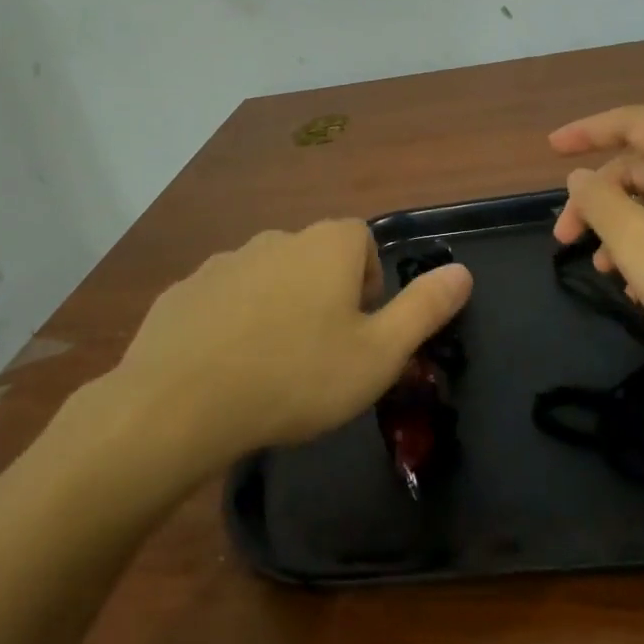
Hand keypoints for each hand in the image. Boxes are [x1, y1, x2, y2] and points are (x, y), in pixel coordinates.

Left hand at [100, 220, 472, 469]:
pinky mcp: (184, 290)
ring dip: (277, 308)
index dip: (368, 281)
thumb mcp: (379, 354)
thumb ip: (425, 308)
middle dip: (324, 296)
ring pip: (267, 278)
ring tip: (272, 367)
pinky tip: (226, 370)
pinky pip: (223, 300)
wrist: (180, 404)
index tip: (360, 329)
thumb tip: (463, 272)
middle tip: (321, 355)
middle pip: (315, 257)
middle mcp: (277, 239)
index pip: (361, 240)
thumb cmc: (297, 376)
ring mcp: (224, 262)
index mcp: (327, 246)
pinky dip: (232, 323)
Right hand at [551, 106, 643, 382]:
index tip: (551, 149)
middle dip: (597, 200)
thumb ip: (599, 201)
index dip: (586, 131)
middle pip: (638, 168)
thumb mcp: (637, 241)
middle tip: (564, 238)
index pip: (631, 123)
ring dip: (620, 230)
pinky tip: (638, 289)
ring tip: (602, 270)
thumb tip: (580, 177)